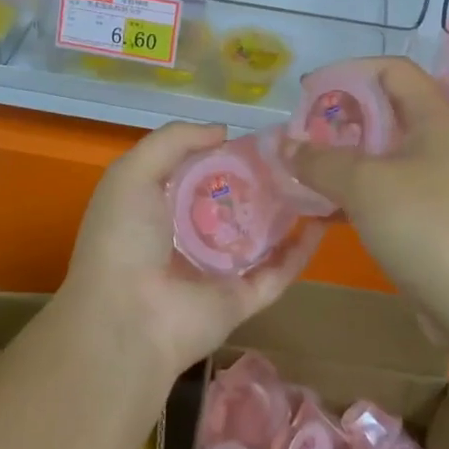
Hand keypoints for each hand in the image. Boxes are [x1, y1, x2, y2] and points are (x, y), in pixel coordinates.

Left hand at [55, 122, 320, 381]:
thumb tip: (222, 131)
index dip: (225, 152)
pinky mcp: (242, 298)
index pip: (198, 173)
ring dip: (287, 211)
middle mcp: (188, 237)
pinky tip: (323, 221)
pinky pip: (278, 272)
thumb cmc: (124, 237)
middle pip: (233, 203)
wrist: (126, 317)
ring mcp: (217, 270)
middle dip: (261, 179)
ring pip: (260, 236)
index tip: (259, 135)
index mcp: (158, 208)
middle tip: (296, 154)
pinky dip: (301, 250)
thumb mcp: (133, 172)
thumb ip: (174, 141)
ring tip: (317, 180)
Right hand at [284, 58, 448, 312]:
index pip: (391, 70)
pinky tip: (327, 208)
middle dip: (341, 118)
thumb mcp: (365, 185)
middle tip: (303, 137)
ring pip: (386, 153)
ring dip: (346, 158)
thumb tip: (284, 144)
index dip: (348, 72)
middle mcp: (443, 141)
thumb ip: (320, 160)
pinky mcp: (437, 216)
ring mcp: (443, 181)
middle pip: (387, 110)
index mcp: (436, 118)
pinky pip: (391, 188)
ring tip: (306, 171)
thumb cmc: (427, 226)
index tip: (309, 92)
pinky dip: (359, 191)